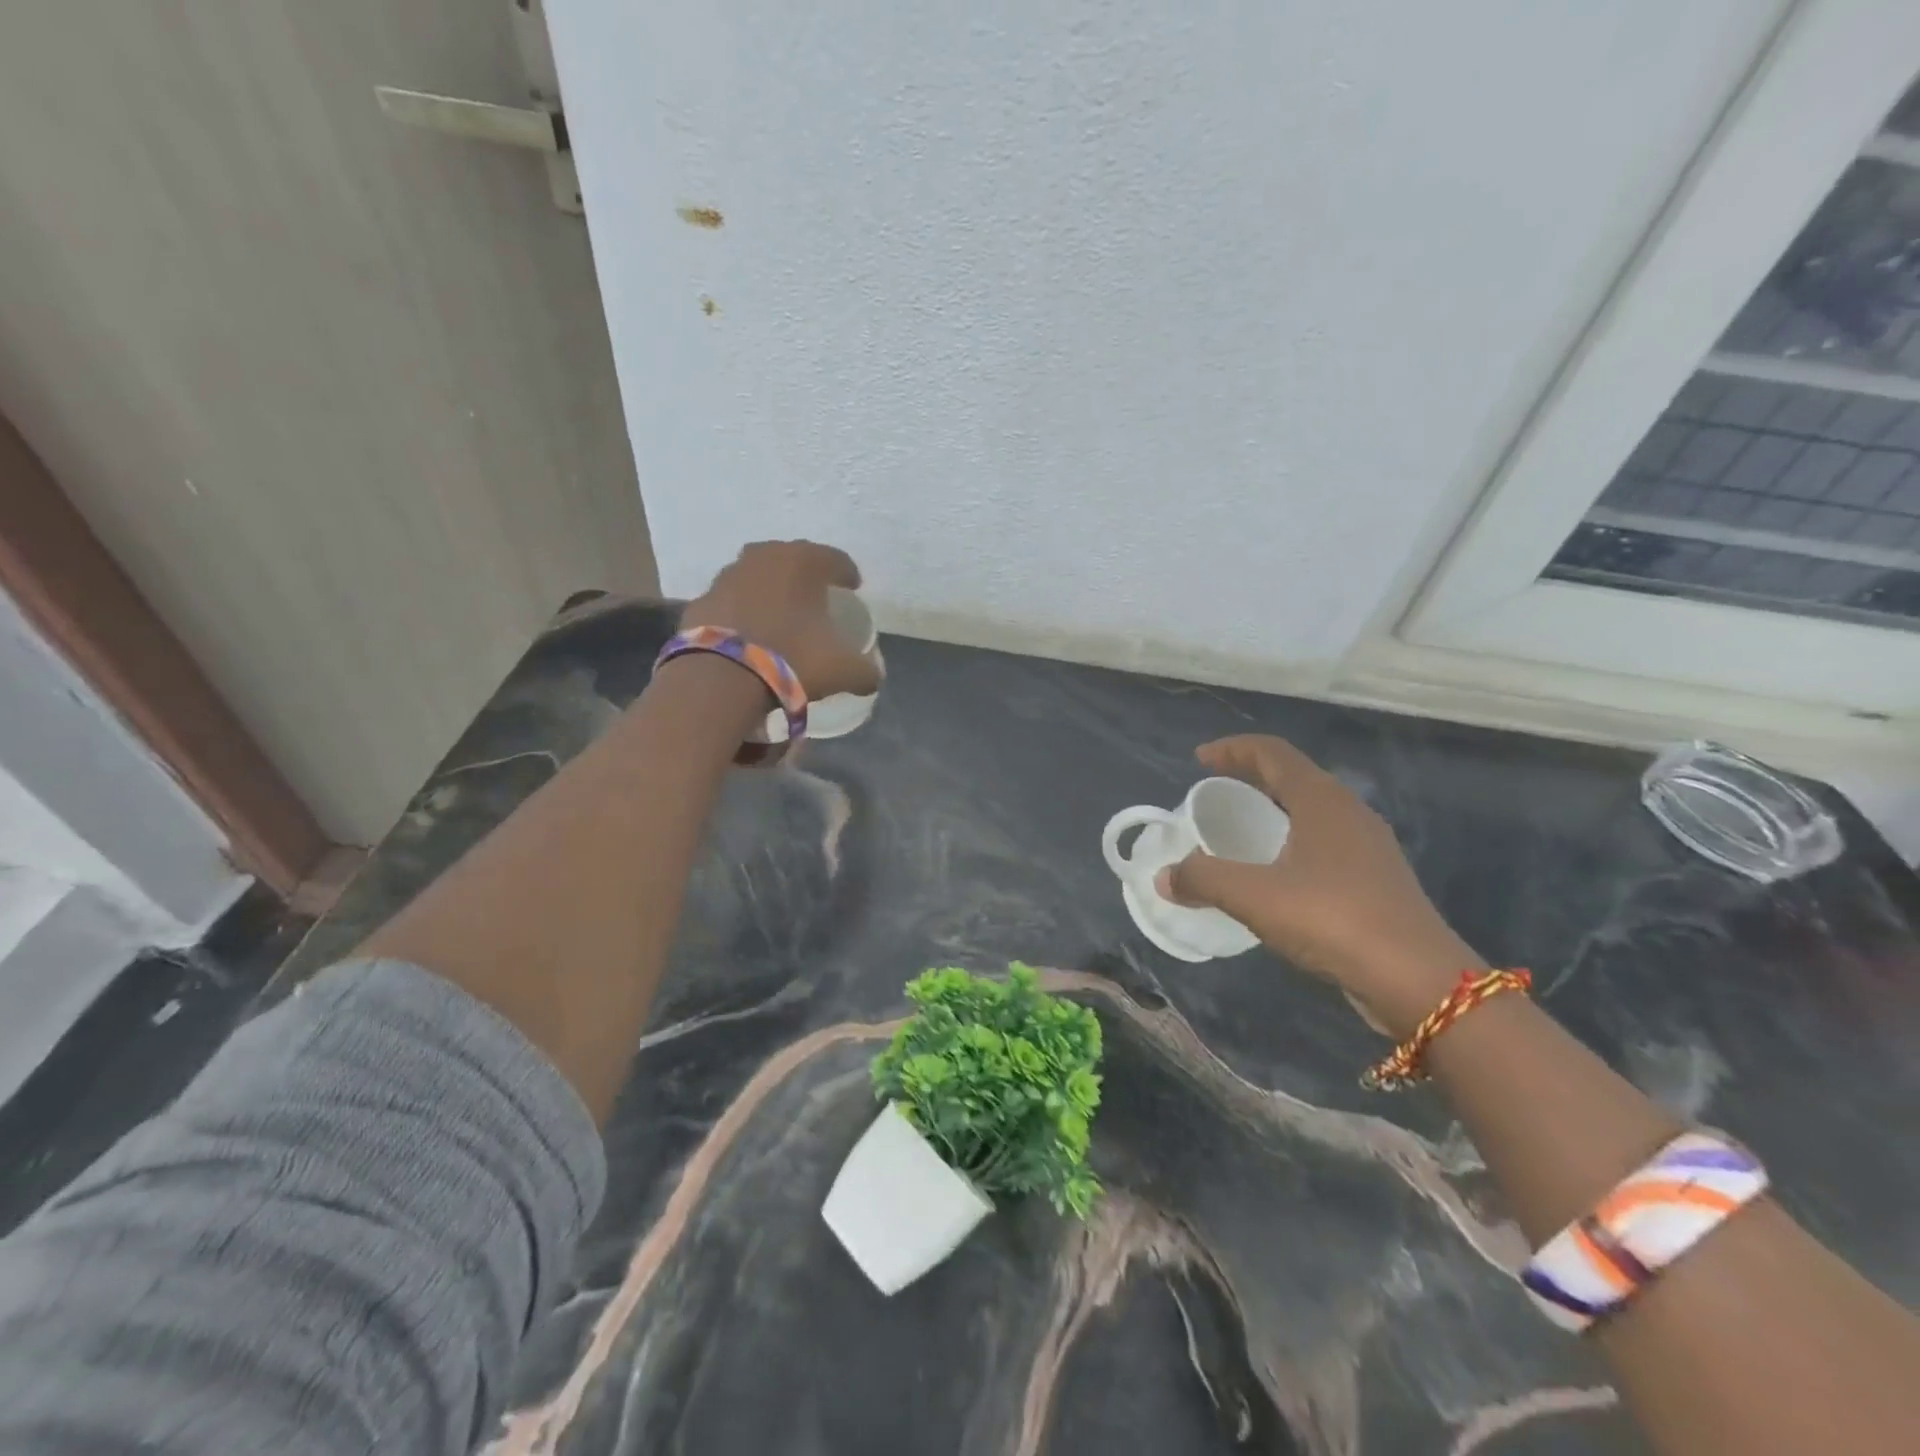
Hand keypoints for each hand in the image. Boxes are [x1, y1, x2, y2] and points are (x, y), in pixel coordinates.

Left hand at [680, 540, 880, 701]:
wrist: (721, 678)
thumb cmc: (793, 658)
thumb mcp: (842, 669)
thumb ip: (865, 671)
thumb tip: (874, 676)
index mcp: (803, 561)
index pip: (834, 559)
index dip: (847, 574)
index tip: (853, 588)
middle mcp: (764, 557)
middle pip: (792, 560)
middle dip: (805, 576)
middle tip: (816, 597)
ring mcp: (727, 576)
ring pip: (757, 576)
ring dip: (770, 591)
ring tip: (780, 615)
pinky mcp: (701, 601)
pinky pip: (731, 602)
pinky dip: (742, 612)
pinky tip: (749, 633)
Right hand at [1157, 736, 1479, 1034]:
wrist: (1418, 981)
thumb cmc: (1332, 919)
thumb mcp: (1254, 896)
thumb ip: (1203, 879)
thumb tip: (1164, 877)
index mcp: (1321, 800)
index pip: (1272, 753)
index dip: (1232, 749)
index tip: (1198, 760)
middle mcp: (1348, 812)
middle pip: (1293, 776)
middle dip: (1250, 775)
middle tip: (1214, 788)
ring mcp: (1368, 846)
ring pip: (1312, 809)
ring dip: (1274, 807)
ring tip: (1241, 826)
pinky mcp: (1376, 879)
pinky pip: (1324, 841)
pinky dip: (1292, 838)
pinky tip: (1276, 871)